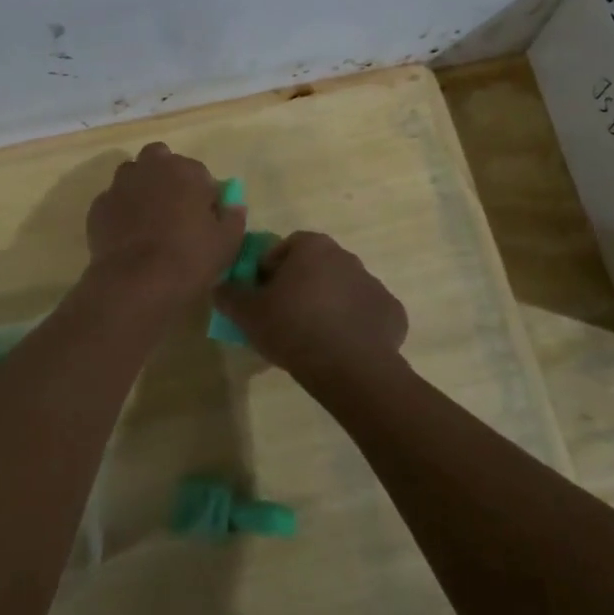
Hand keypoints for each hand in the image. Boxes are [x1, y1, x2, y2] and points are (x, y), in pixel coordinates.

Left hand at [85, 143, 245, 305]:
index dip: (202, 193)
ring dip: (140, 188)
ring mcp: (120, 185)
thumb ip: (233, 218)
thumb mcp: (227, 242)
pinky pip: (112, 201)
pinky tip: (127, 236)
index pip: (198, 172)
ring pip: (131, 175)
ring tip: (148, 219)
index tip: (204, 215)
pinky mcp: (98, 207)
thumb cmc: (190, 257)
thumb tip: (234, 206)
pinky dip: (120, 211)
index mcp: (185, 170)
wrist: (137, 282)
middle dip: (166, 175)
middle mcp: (150, 168)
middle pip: (159, 159)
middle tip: (173, 207)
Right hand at [213, 230, 407, 376]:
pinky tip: (341, 349)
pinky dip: (354, 326)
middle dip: (301, 286)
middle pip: (316, 266)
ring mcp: (374, 284)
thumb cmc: (293, 328)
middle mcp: (347, 256)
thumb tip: (220, 287)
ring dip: (328, 305)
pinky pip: (365, 314)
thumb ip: (230, 295)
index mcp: (313, 247)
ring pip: (342, 290)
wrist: (349, 367)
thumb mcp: (247, 313)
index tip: (262, 296)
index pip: (286, 247)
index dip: (270, 270)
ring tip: (312, 337)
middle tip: (285, 317)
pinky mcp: (392, 312)